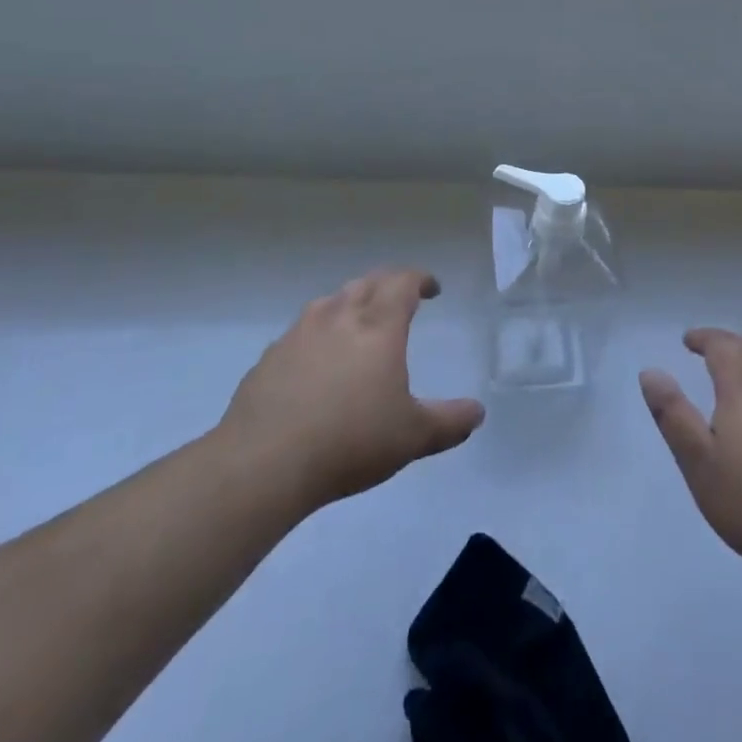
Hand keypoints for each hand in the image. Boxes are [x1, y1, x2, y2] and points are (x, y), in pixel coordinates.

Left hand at [217, 268, 484, 515]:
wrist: (264, 462)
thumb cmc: (350, 441)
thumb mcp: (412, 437)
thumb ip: (449, 422)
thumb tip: (477, 412)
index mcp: (378, 326)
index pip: (402, 283)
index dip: (420, 279)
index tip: (432, 289)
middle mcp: (339, 317)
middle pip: (367, 283)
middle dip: (388, 284)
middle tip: (400, 298)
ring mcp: (300, 334)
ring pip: (330, 301)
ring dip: (351, 302)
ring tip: (358, 321)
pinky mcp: (270, 357)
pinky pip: (301, 331)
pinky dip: (318, 333)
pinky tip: (316, 360)